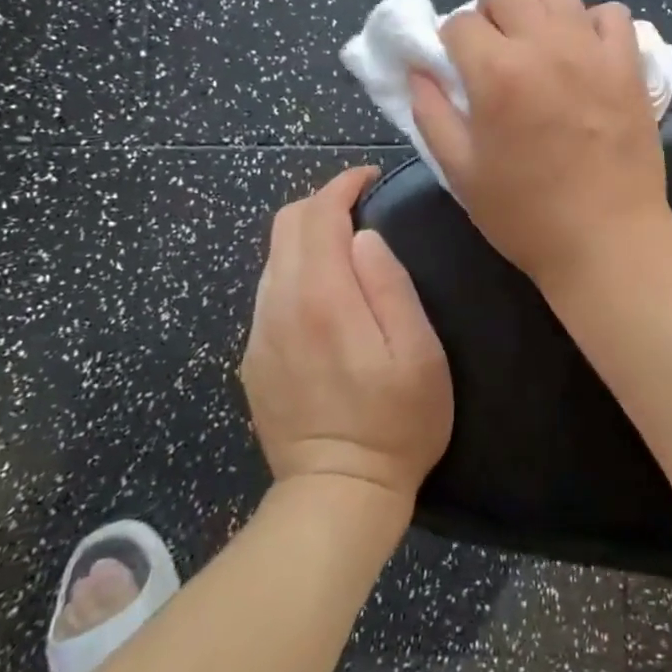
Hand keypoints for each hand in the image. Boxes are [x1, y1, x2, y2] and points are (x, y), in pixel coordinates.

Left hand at [241, 167, 453, 504]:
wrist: (337, 494)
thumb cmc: (397, 421)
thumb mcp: (418, 352)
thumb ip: (390, 285)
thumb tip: (365, 237)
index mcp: (322, 297)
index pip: (318, 214)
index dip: (343, 184)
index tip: (371, 177)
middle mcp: (279, 304)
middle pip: (286, 225)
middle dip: (322, 201)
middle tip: (362, 206)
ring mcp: (259, 333)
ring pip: (274, 256)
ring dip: (308, 235)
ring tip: (346, 244)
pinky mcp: (253, 357)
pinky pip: (269, 290)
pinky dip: (295, 269)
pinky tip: (325, 292)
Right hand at [411, 0, 671, 290]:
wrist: (607, 239)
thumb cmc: (525, 214)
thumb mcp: (460, 171)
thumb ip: (431, 113)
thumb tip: (419, 70)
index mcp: (495, 72)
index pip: (458, 22)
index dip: (451, 43)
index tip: (460, 70)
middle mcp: (543, 45)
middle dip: (489, 7)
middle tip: (497, 48)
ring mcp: (592, 49)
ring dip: (538, 10)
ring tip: (541, 49)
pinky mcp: (628, 63)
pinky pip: (610, 13)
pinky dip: (592, 24)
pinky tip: (585, 55)